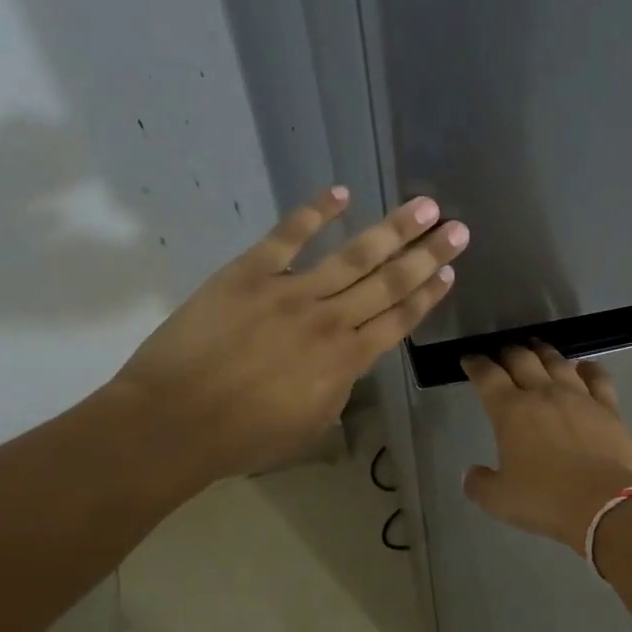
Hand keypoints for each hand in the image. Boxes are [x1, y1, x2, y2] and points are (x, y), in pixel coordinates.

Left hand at [118, 187, 467, 478]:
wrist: (174, 422)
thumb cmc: (243, 437)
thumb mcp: (310, 425)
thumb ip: (337, 389)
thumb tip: (348, 364)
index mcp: (346, 361)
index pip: (399, 320)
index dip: (428, 295)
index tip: (450, 272)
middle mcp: (330, 321)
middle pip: (390, 282)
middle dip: (427, 254)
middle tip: (457, 229)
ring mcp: (291, 292)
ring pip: (354, 255)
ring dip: (393, 229)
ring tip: (425, 206)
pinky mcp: (250, 273)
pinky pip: (288, 236)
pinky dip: (315, 212)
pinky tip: (341, 194)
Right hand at [461, 343, 631, 552]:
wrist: (603, 504)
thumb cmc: (545, 500)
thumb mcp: (498, 500)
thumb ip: (479, 483)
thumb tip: (471, 474)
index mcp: (510, 411)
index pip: (487, 376)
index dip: (476, 364)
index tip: (470, 360)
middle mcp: (543, 393)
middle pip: (522, 359)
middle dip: (508, 353)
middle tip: (502, 354)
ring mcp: (579, 396)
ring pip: (558, 361)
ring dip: (543, 352)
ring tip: (536, 348)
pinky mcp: (608, 407)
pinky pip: (598, 377)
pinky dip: (588, 368)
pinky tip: (584, 366)